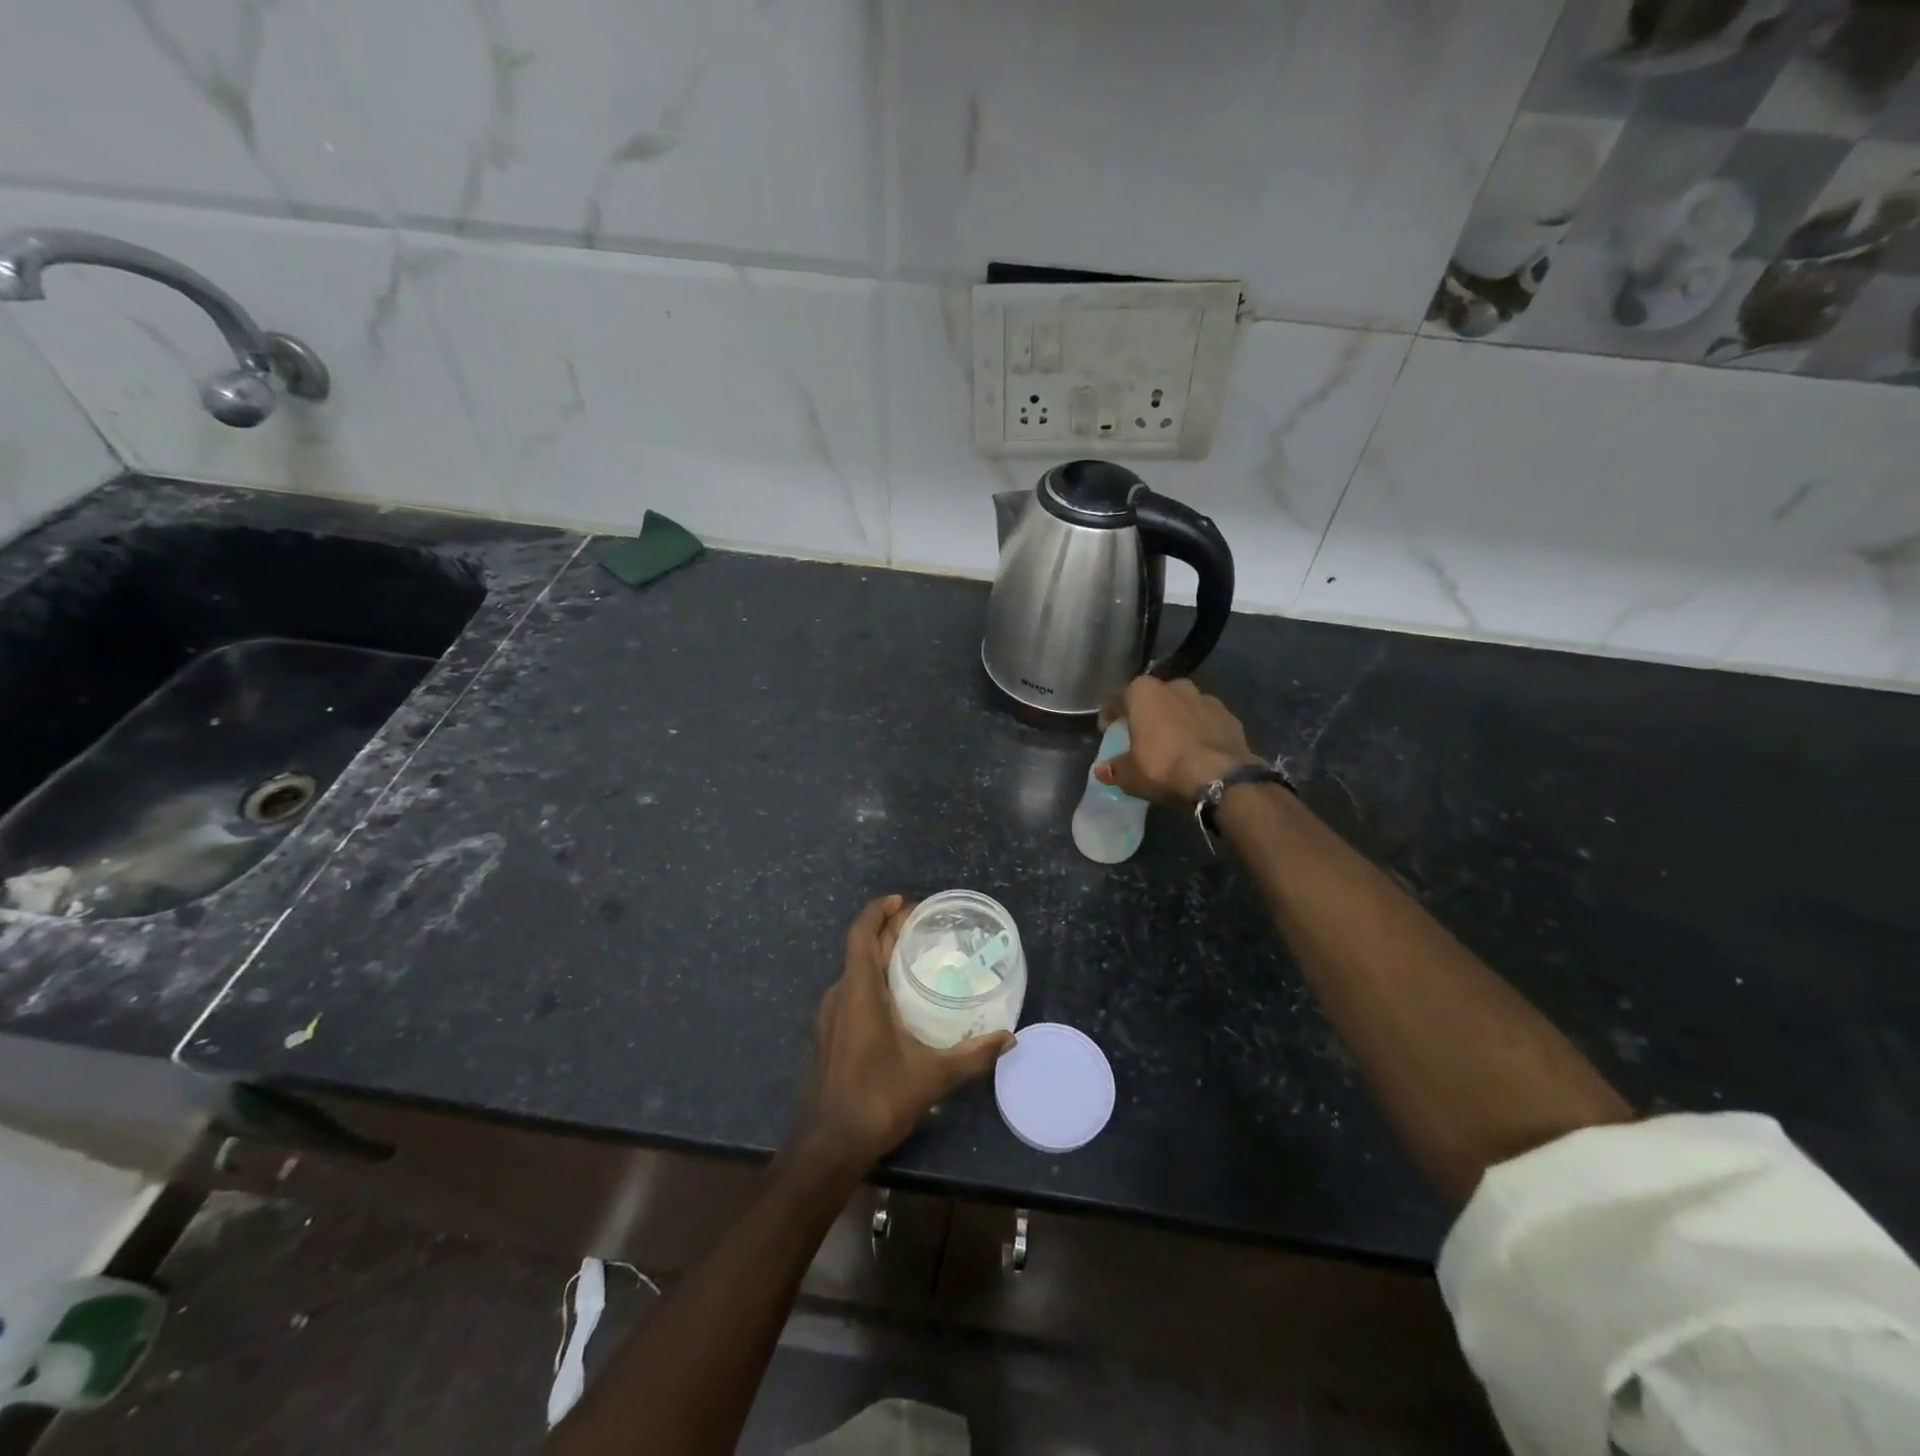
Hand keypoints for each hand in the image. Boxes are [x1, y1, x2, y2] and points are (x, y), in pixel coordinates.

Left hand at [802, 895, 1014, 1169]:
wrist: (828, 1146)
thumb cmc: (877, 1100)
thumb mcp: (932, 1077)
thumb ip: (973, 1055)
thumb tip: (1009, 1038)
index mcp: (858, 992)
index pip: (861, 934)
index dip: (878, 911)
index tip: (903, 902)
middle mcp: (839, 996)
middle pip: (861, 949)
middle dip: (888, 931)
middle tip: (920, 926)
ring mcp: (829, 1017)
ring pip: (854, 972)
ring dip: (879, 956)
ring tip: (912, 957)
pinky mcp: (829, 1036)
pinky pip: (851, 992)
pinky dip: (872, 981)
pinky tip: (896, 1000)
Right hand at [1095, 676, 1261, 806]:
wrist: (1220, 777)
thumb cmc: (1164, 767)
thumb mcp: (1130, 774)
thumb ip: (1115, 768)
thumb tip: (1102, 770)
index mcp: (1144, 692)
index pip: (1117, 699)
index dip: (1110, 715)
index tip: (1108, 730)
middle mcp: (1174, 686)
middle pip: (1153, 698)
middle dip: (1147, 714)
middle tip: (1143, 736)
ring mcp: (1206, 698)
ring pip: (1182, 706)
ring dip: (1176, 720)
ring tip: (1173, 744)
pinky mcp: (1229, 715)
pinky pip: (1206, 720)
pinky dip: (1199, 730)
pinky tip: (1197, 750)